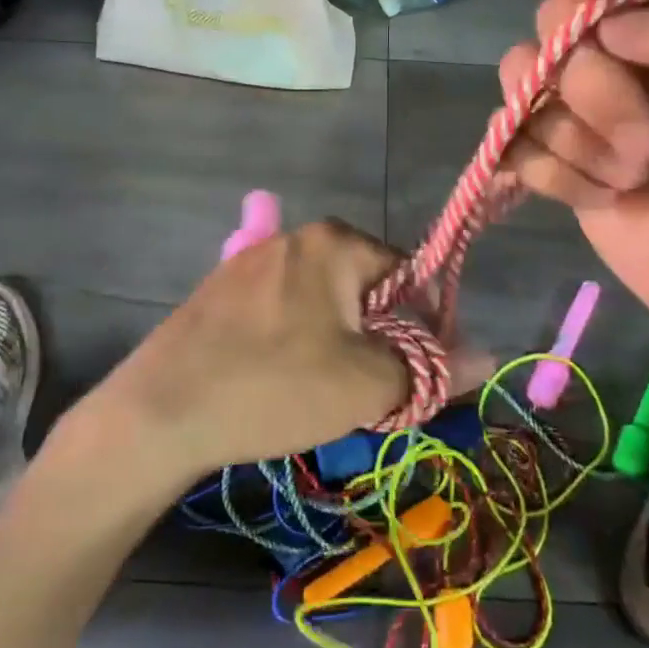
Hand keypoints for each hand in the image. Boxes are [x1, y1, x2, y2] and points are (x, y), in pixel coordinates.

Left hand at [91, 221, 486, 478]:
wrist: (159, 410)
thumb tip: (489, 356)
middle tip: (367, 393)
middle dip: (377, 339)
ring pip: (321, 304)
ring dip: (338, 345)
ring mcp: (250, 261)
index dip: (425, 326)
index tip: (416, 375)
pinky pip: (281, 312)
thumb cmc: (275, 385)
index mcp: (334, 242)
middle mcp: (293, 237)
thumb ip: (431, 368)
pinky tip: (278, 382)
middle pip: (364, 287)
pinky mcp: (219, 292)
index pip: (409, 273)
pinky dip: (296, 344)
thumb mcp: (366, 383)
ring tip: (321, 395)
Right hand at [501, 0, 648, 357]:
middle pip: (557, 10)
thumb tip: (616, 27)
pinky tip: (606, 197)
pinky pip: (512, 136)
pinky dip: (557, 173)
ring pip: (523, 72)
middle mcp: (625, 40)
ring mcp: (581, 99)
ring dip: (580, 134)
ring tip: (634, 173)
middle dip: (598, 83)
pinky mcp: (551, 152)